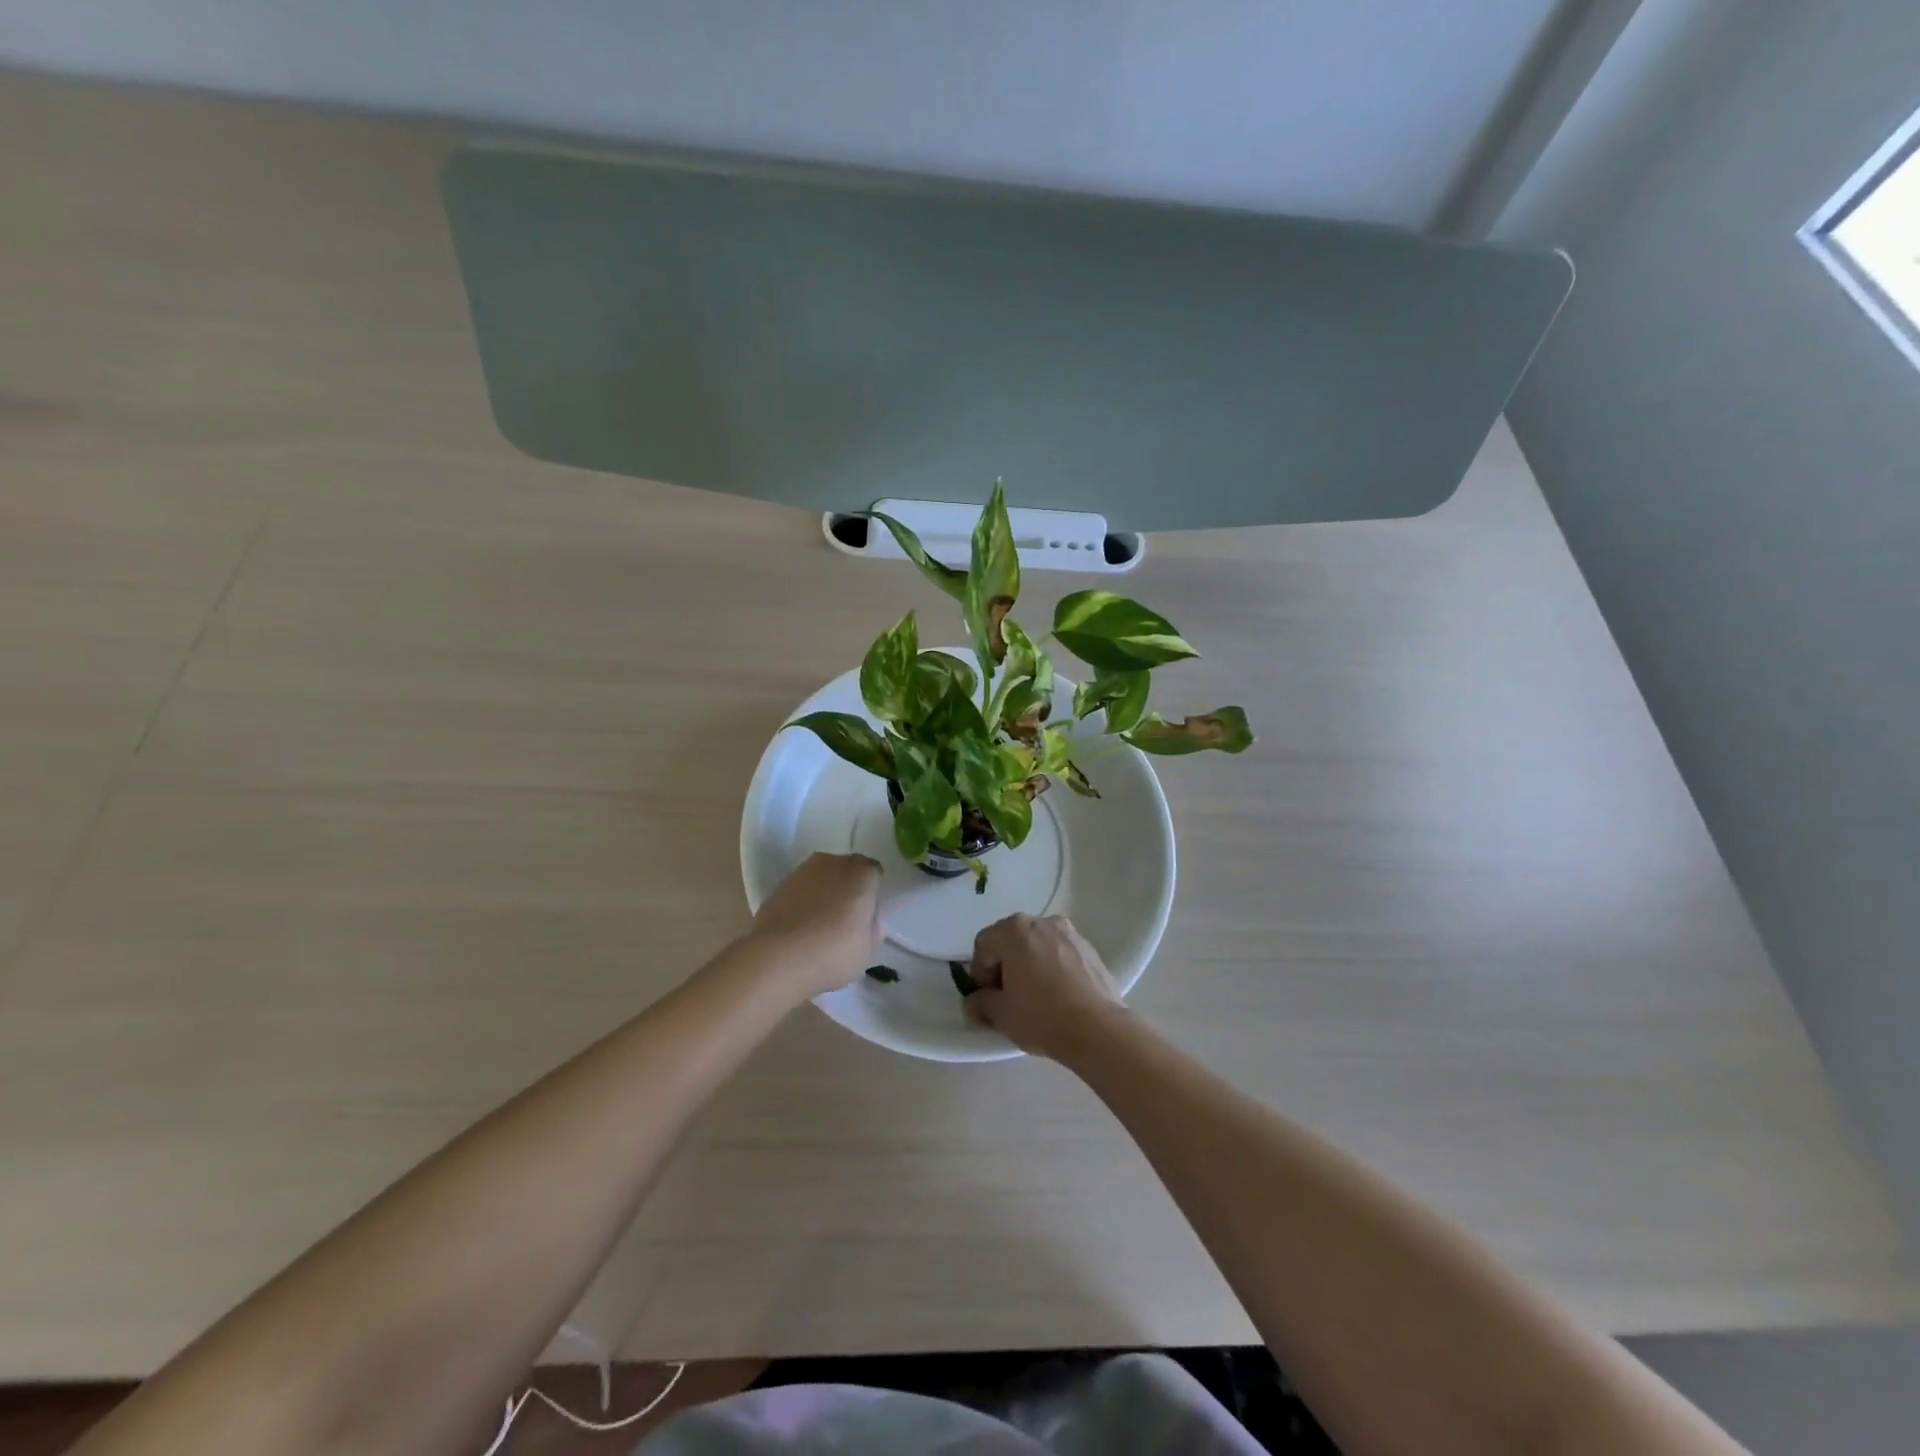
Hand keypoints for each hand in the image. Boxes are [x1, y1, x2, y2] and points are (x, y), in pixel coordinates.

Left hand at [743, 852, 882, 1001]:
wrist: (776, 959)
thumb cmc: (832, 953)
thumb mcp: (866, 951)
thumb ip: (872, 930)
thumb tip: (869, 923)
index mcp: (861, 874)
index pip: (874, 874)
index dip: (871, 894)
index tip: (867, 916)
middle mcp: (833, 863)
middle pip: (847, 871)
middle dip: (848, 889)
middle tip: (845, 920)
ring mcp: (802, 871)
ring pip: (821, 878)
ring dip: (823, 894)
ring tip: (819, 927)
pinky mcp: (778, 885)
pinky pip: (800, 890)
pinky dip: (802, 902)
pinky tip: (798, 929)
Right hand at [964, 913, 1125, 1060]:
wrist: (1099, 1029)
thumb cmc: (1042, 1016)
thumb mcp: (1000, 1014)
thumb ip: (980, 1003)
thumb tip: (974, 1001)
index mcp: (1014, 930)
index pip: (984, 945)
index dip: (979, 973)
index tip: (988, 998)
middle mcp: (1041, 921)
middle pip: (1010, 940)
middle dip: (1003, 965)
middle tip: (1007, 997)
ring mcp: (1068, 931)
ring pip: (1036, 944)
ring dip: (1028, 964)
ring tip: (1034, 996)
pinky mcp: (1088, 947)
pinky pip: (1059, 952)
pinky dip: (1051, 966)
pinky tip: (1057, 994)